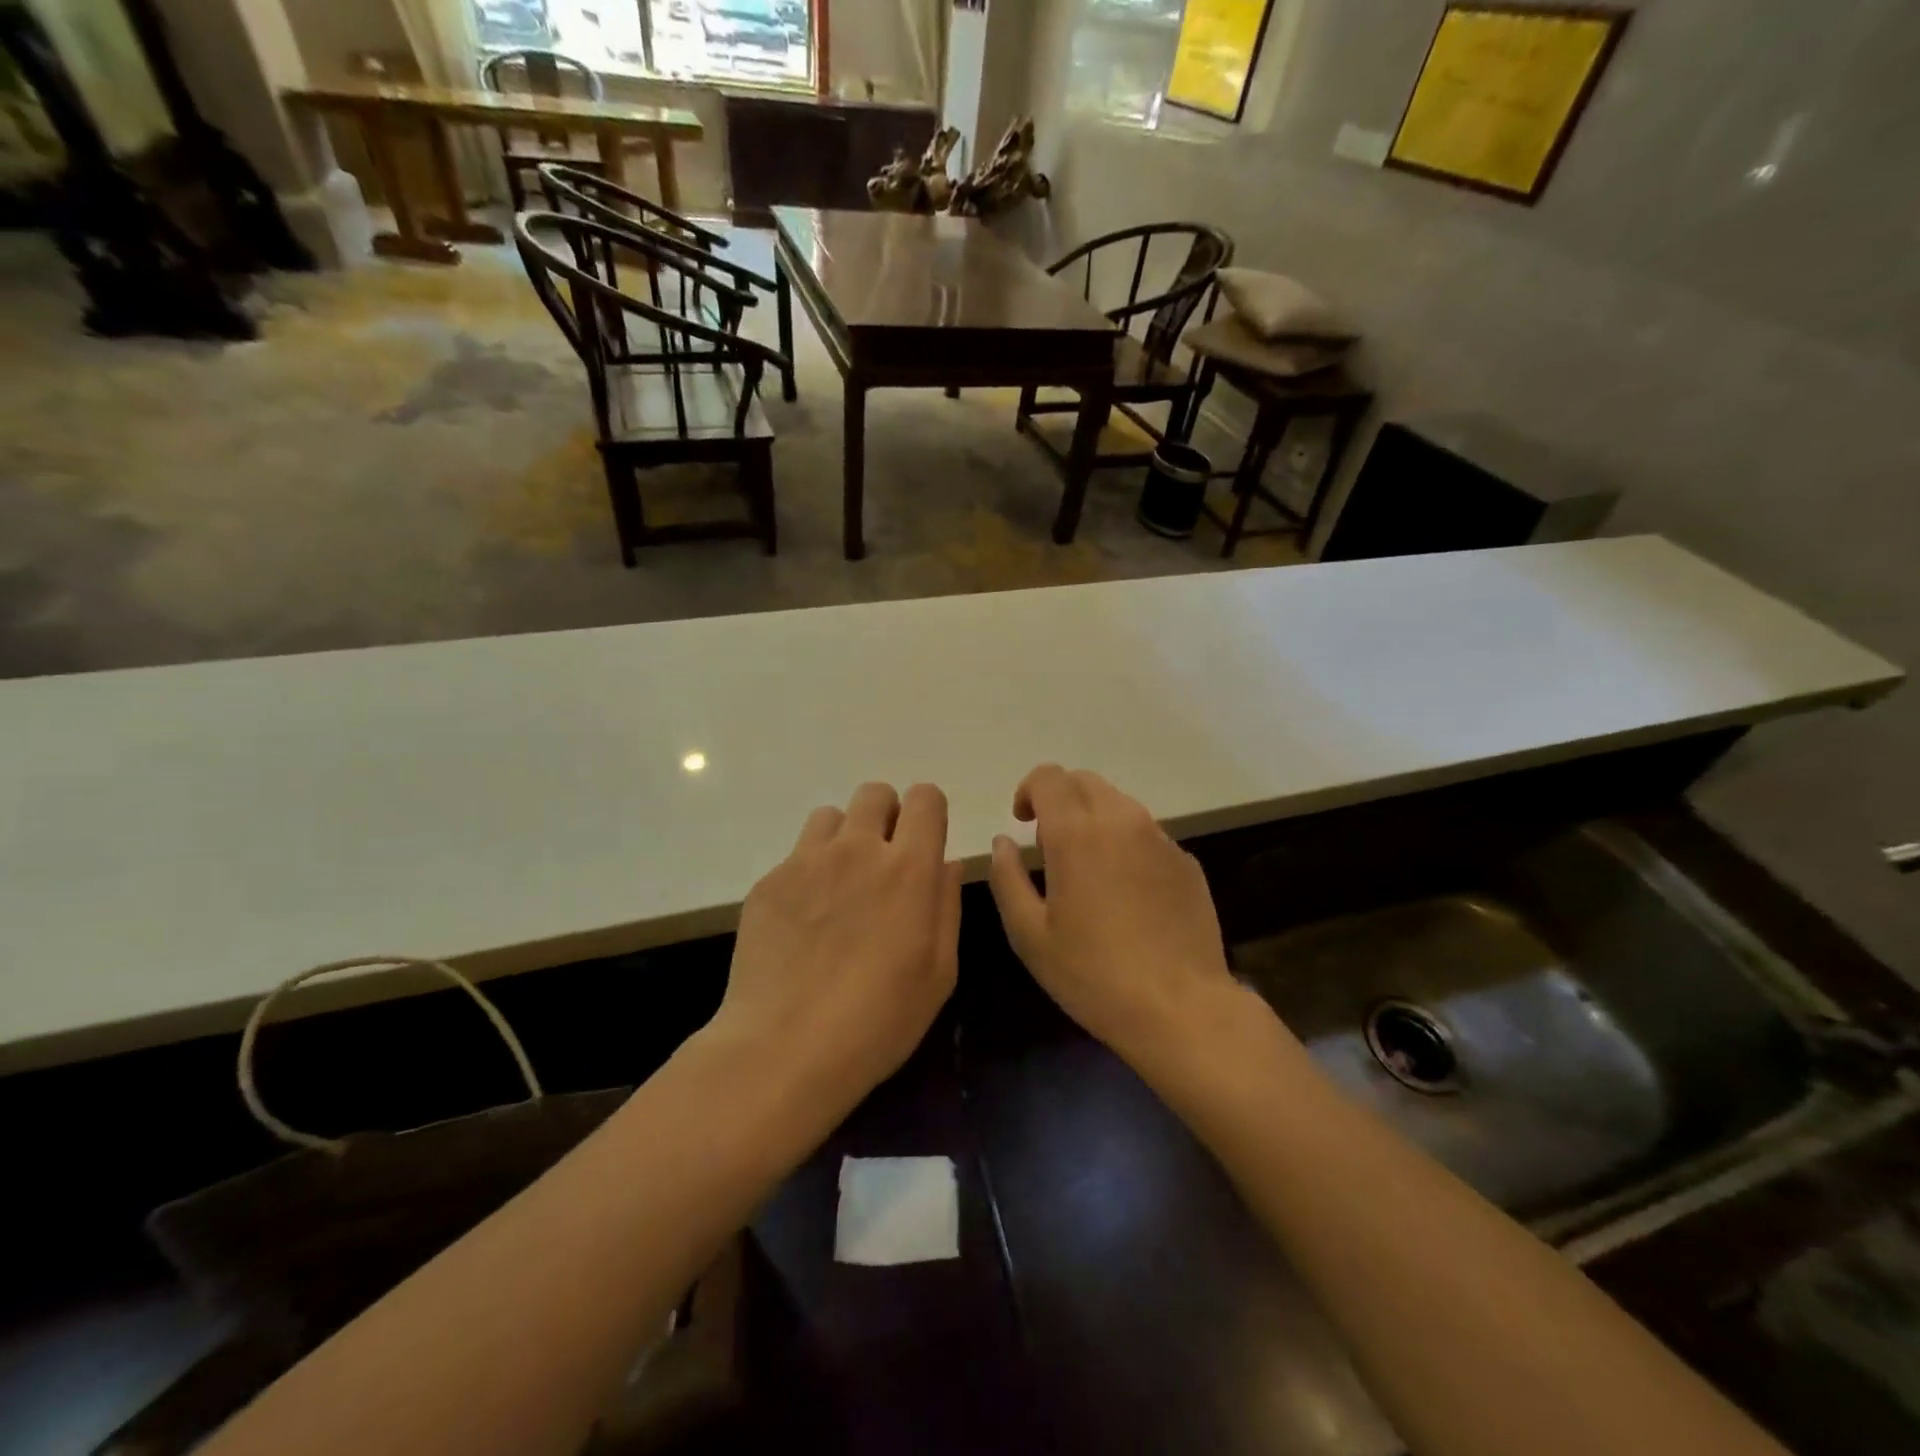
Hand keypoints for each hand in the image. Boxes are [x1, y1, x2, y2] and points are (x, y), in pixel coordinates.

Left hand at [710, 782, 961, 1101]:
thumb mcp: (939, 972)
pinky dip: (808, 873)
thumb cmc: (879, 1019)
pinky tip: (804, 922)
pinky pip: (796, 855)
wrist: (785, 1048)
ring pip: (831, 816)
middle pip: (875, 793)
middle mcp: (857, 849)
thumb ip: (946, 906)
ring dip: (844, 839)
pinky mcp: (769, 882)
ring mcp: (806, 861)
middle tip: (883, 864)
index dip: (929, 813)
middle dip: (886, 816)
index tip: (924, 842)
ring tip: (840, 886)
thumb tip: (945, 863)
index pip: (925, 798)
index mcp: (908, 867)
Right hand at [987, 765, 1240, 1067]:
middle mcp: (1121, 820)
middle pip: (1084, 781)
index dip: (1028, 790)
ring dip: (1093, 819)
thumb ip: (1007, 878)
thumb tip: (1002, 842)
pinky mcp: (1186, 861)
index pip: (1049, 777)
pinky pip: (1146, 834)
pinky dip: (1125, 844)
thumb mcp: (1029, 934)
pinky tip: (1126, 893)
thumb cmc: (1093, 974)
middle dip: (1060, 799)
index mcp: (1076, 832)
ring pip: (1118, 804)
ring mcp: (1160, 838)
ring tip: (1087, 869)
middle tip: (1049, 845)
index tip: (1021, 822)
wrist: (1180, 1008)